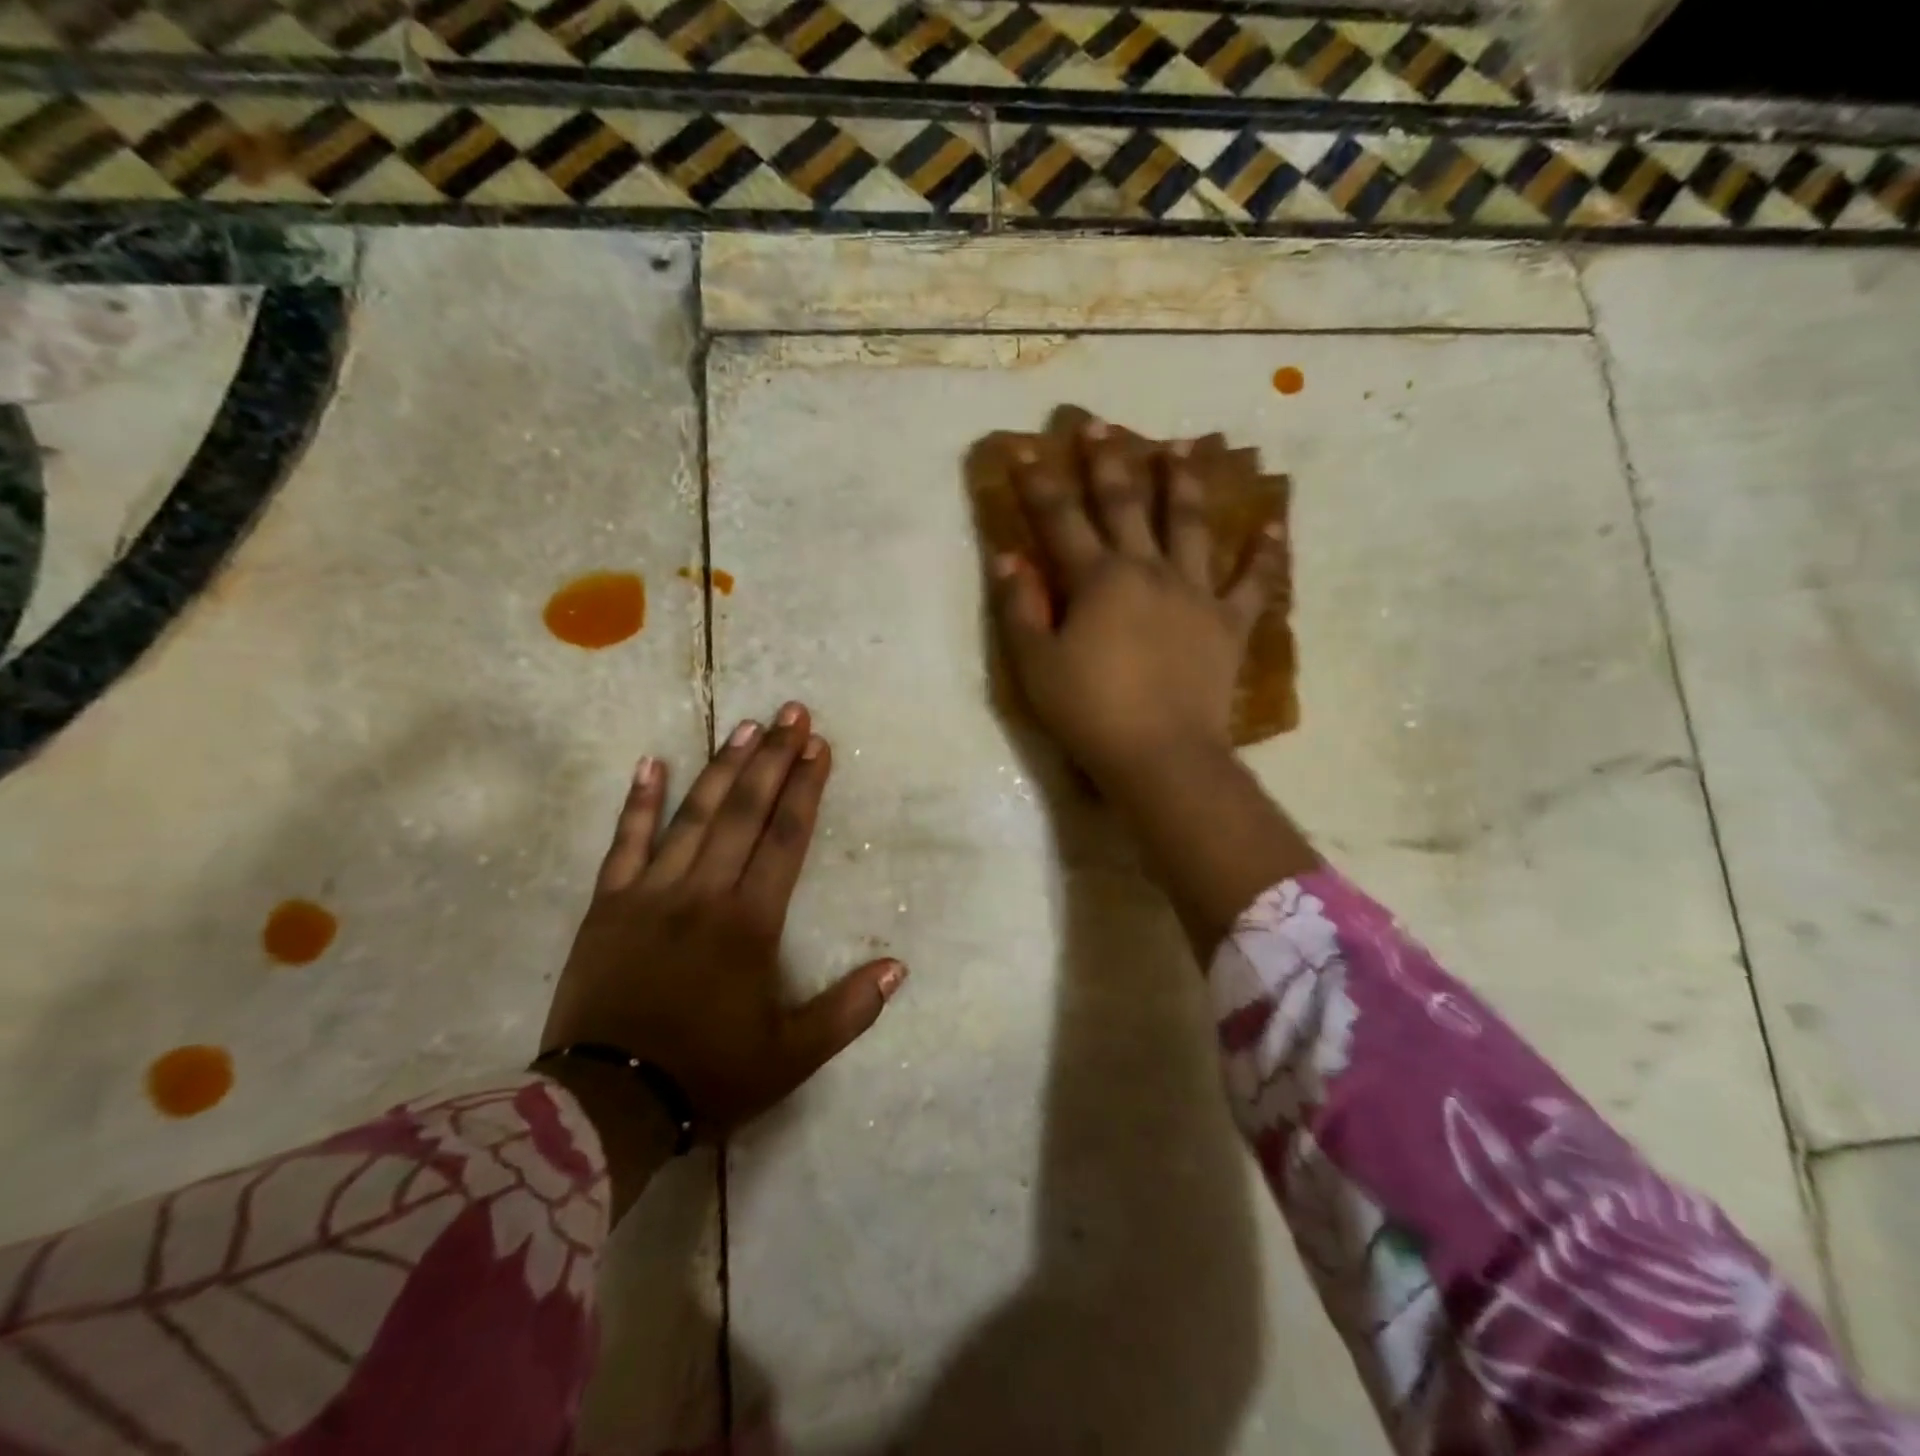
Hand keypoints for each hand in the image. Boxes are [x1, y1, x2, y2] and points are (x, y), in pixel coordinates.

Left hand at [540, 704, 905, 1208]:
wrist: (607, 1103)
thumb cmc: (708, 1075)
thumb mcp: (792, 1055)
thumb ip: (849, 1010)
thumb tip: (898, 967)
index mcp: (750, 924)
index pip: (785, 839)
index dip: (806, 789)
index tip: (819, 747)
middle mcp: (703, 893)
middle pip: (744, 811)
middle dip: (773, 759)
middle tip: (792, 713)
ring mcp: (650, 893)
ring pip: (692, 816)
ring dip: (721, 767)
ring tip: (745, 726)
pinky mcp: (608, 905)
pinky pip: (624, 843)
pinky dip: (638, 803)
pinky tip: (650, 763)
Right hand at [989, 421, 1285, 792]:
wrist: (1161, 754)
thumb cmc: (1089, 712)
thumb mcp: (1035, 666)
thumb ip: (1019, 609)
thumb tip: (1007, 559)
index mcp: (1097, 580)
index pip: (1060, 520)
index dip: (1039, 484)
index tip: (1024, 450)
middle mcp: (1147, 570)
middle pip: (1125, 505)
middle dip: (1108, 463)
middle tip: (1098, 425)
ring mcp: (1194, 593)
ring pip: (1189, 525)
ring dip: (1183, 484)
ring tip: (1182, 447)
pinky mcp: (1228, 623)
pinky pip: (1252, 582)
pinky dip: (1264, 554)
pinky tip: (1274, 525)